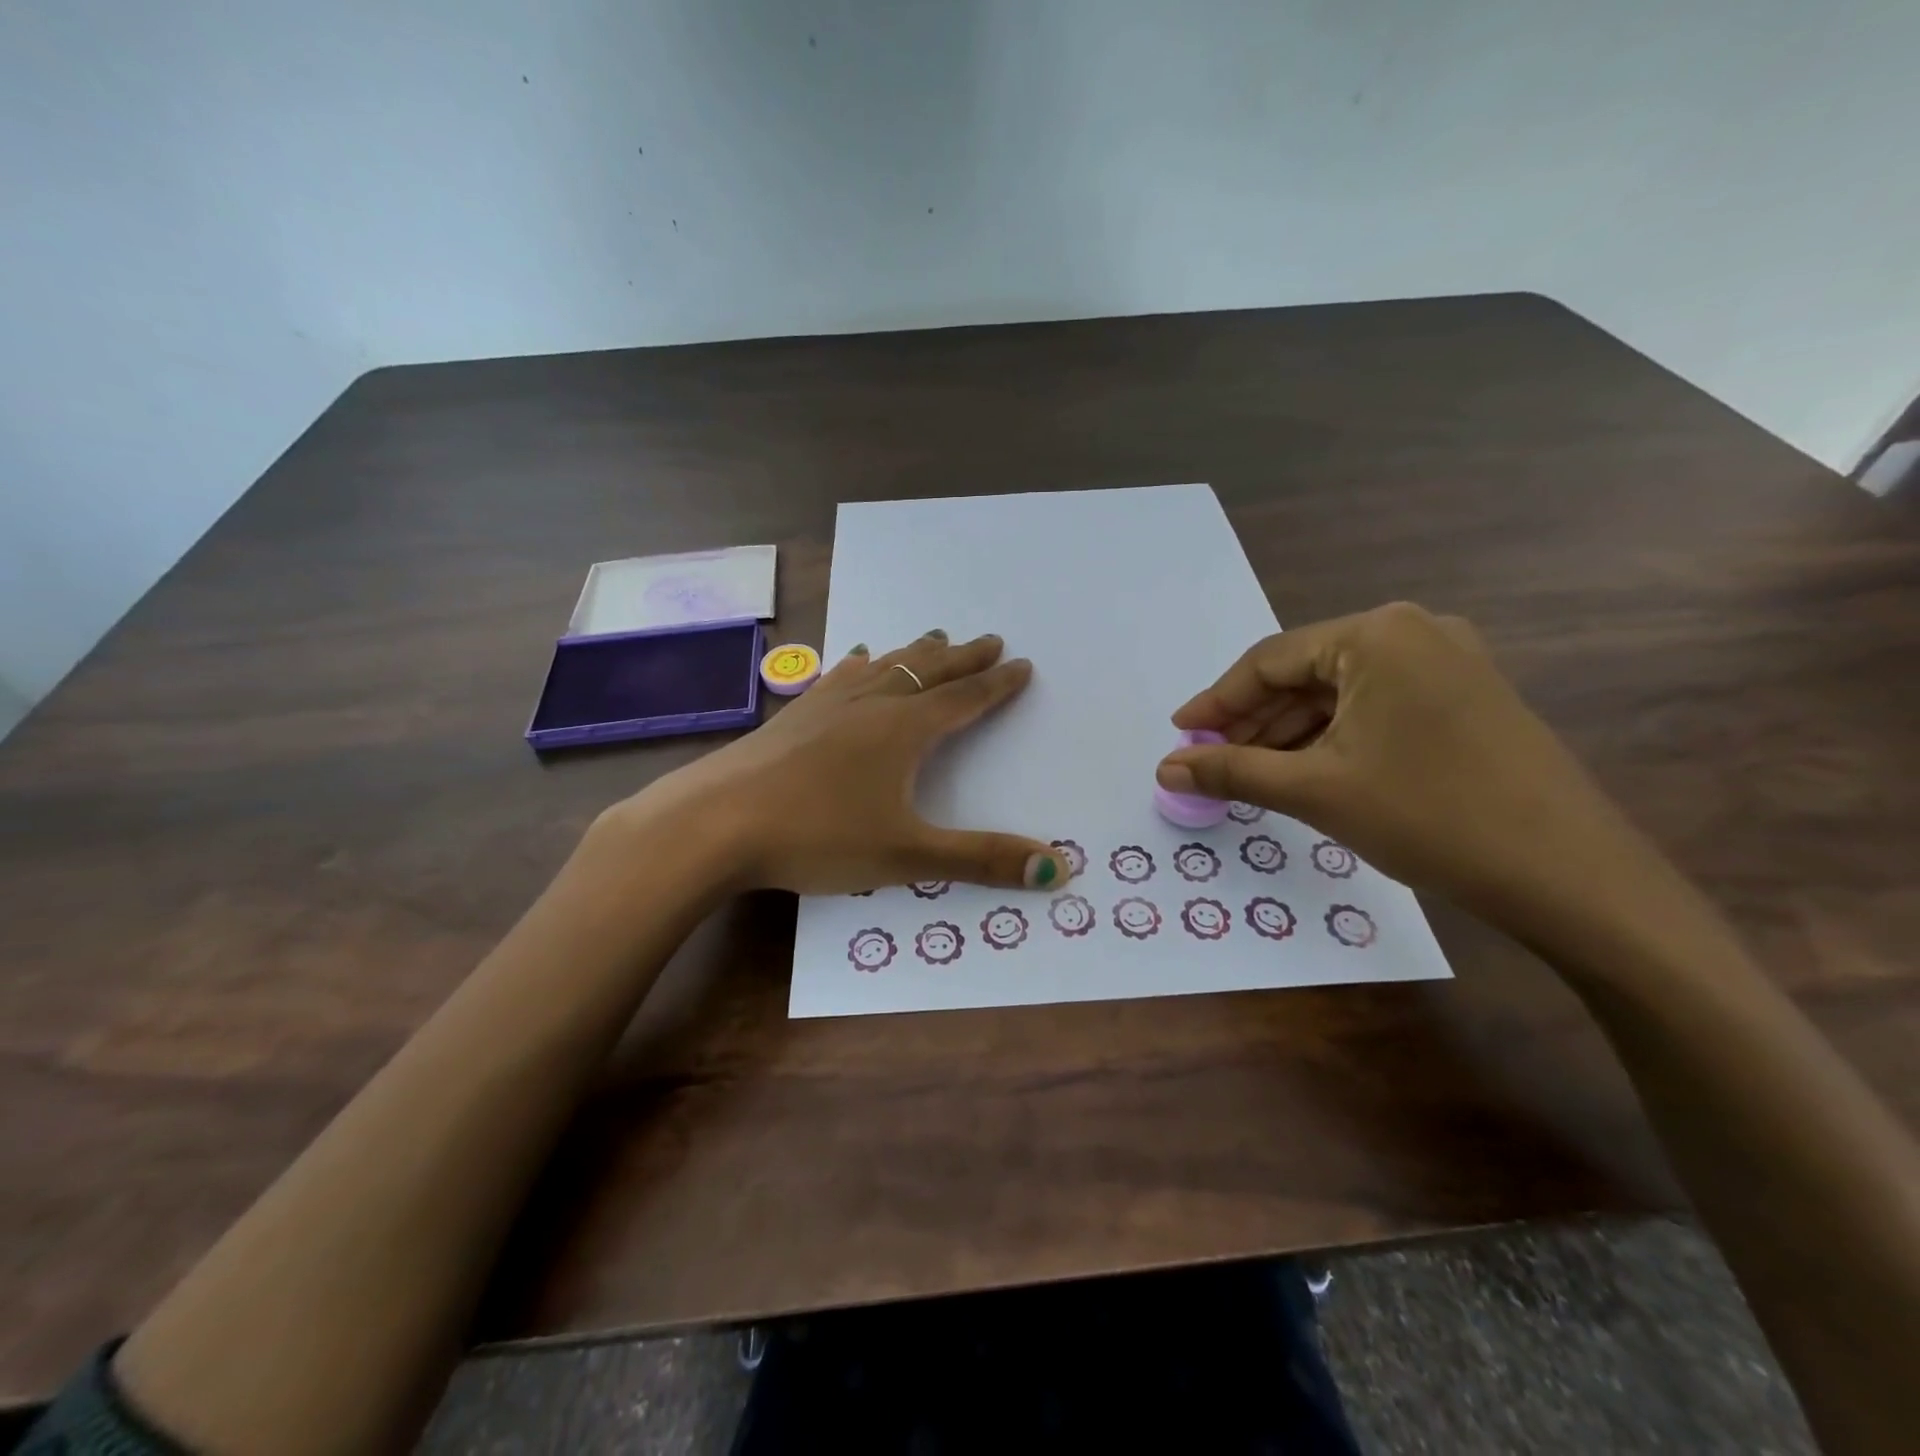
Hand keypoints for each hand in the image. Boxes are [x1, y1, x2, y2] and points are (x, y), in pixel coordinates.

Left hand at [611, 630, 1071, 895]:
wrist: (716, 823)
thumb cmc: (818, 837)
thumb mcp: (907, 856)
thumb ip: (981, 860)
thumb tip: (1058, 867)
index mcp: (903, 731)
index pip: (964, 700)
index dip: (996, 685)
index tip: (1021, 664)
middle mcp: (870, 706)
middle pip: (927, 673)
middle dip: (962, 658)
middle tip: (989, 639)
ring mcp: (827, 705)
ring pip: (884, 668)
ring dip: (915, 654)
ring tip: (934, 636)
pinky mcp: (793, 716)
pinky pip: (839, 677)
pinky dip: (860, 666)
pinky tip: (856, 659)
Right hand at [1157, 602, 1657, 929]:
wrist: (1571, 877)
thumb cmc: (1429, 817)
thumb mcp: (1314, 790)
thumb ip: (1230, 771)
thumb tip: (1164, 769)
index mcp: (1377, 634)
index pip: (1269, 661)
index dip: (1216, 701)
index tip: (1180, 735)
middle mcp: (1415, 632)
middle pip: (1305, 674)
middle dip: (1253, 721)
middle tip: (1209, 761)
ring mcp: (1450, 663)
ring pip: (1341, 693)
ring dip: (1290, 732)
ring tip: (1249, 774)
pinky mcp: (1468, 698)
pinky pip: (1377, 708)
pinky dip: (1333, 737)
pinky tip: (1306, 771)